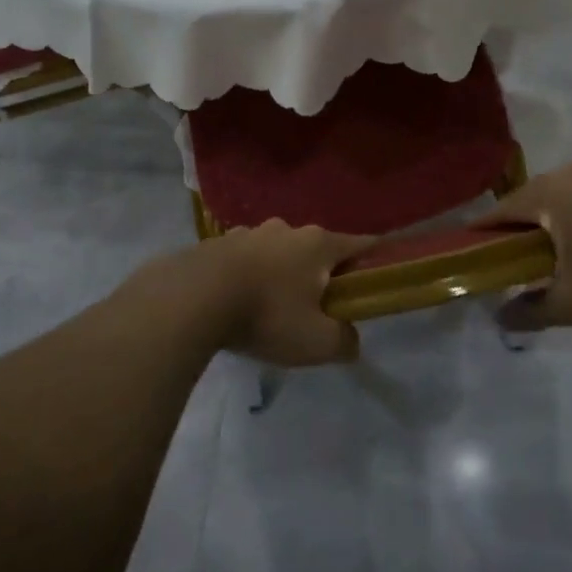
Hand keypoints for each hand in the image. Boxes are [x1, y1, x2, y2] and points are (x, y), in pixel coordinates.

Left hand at [180, 219, 376, 366]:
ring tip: (273, 307)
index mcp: (318, 244)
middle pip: (317, 248)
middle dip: (322, 273)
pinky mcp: (218, 243)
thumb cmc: (267, 315)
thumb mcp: (316, 342)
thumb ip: (343, 341)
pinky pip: (245, 258)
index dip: (374, 258)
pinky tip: (238, 302)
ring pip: (278, 251)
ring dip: (282, 273)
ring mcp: (250, 232)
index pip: (361, 243)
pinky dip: (250, 275)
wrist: (193, 298)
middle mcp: (287, 229)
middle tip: (318, 306)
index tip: (379, 274)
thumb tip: (350, 339)